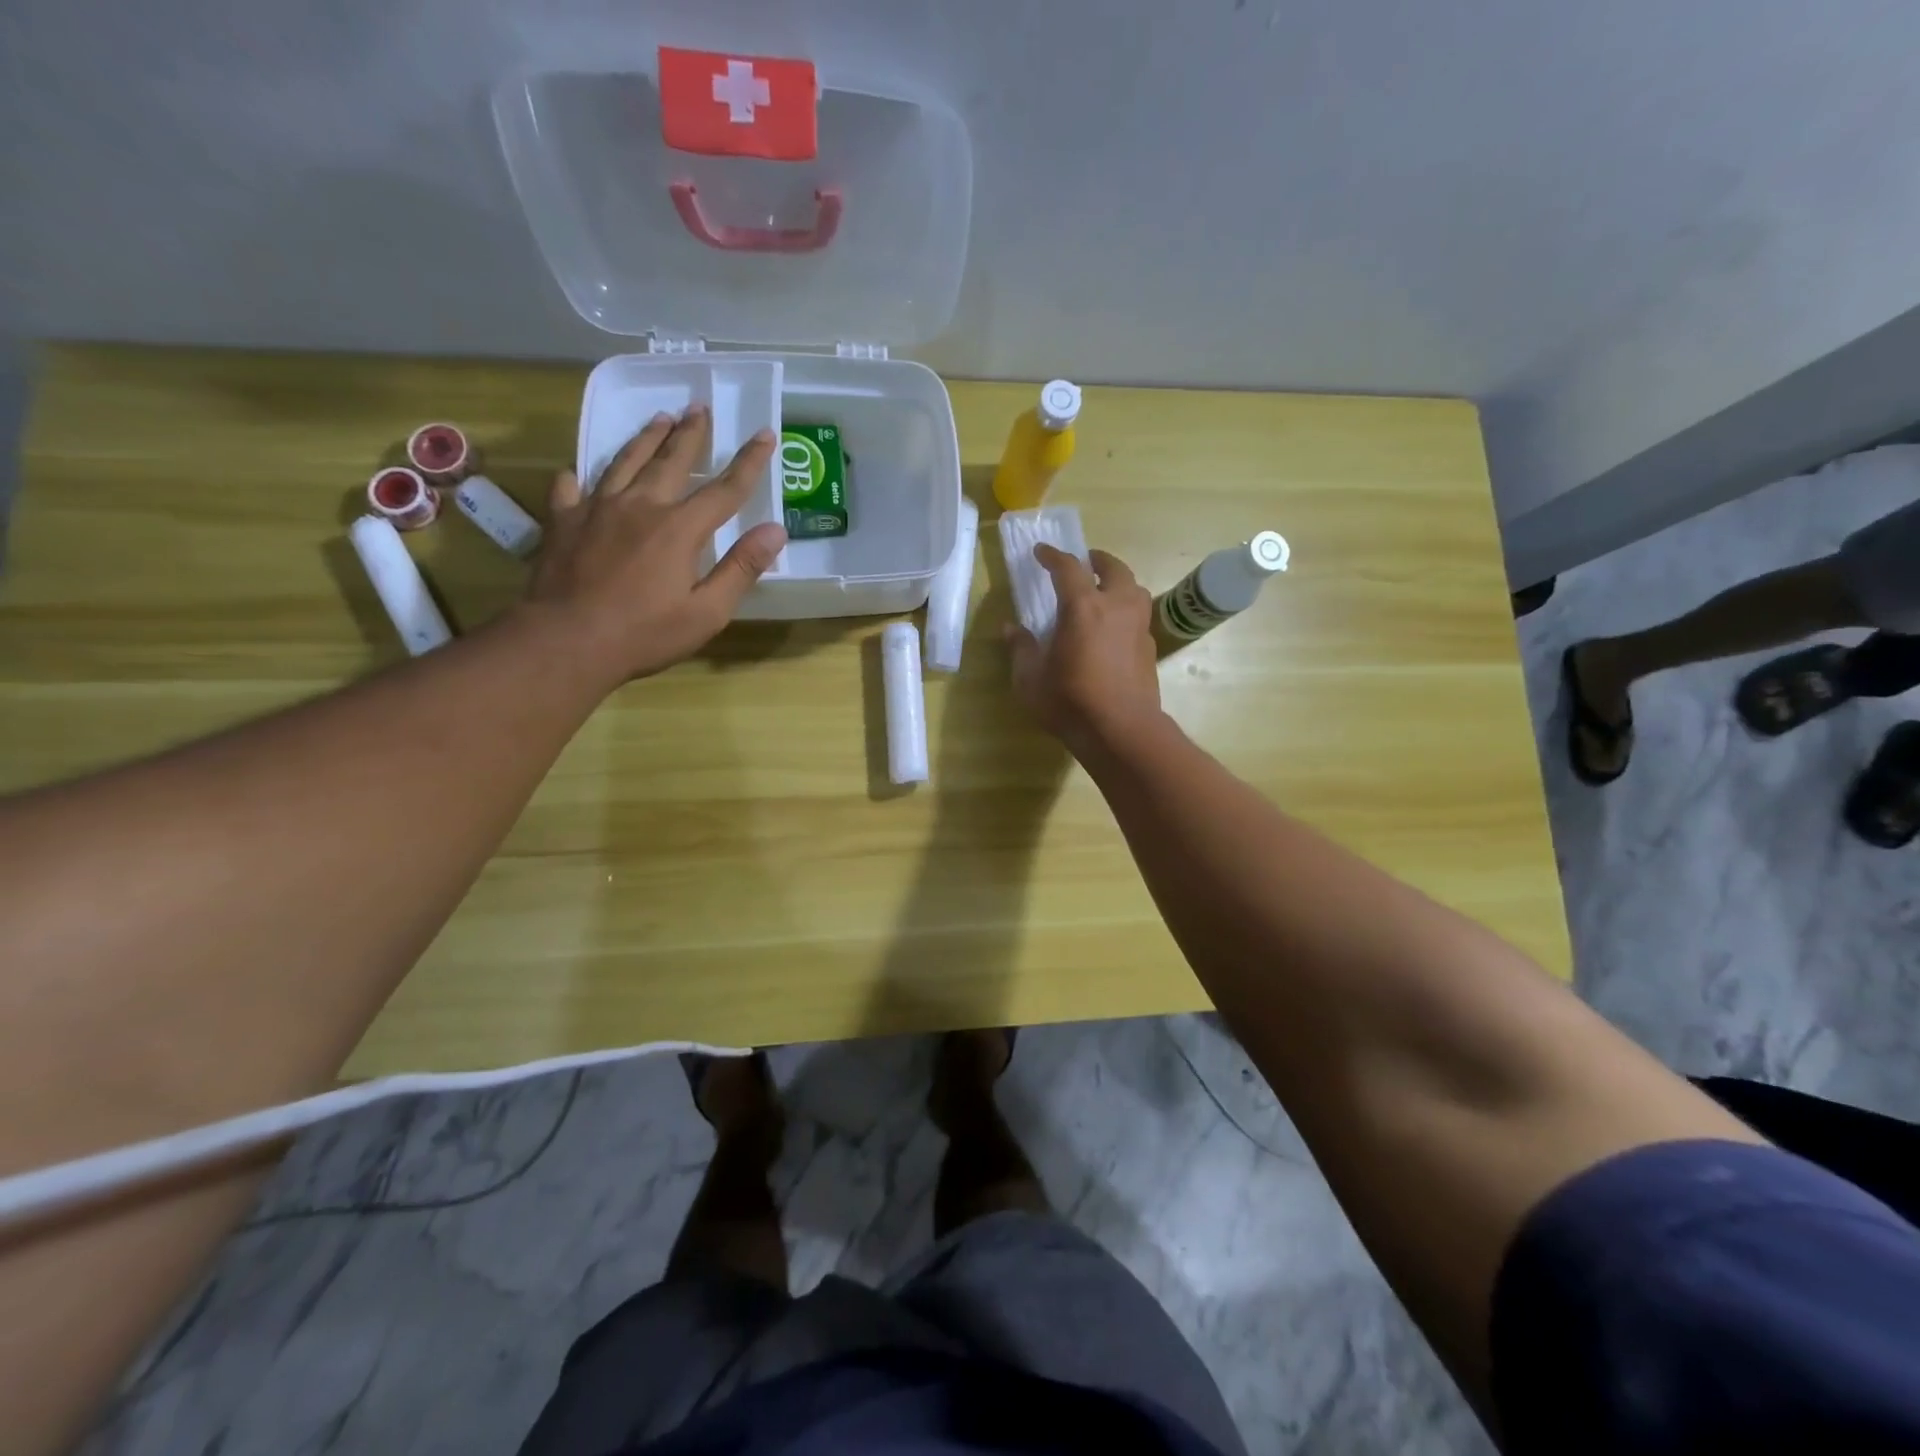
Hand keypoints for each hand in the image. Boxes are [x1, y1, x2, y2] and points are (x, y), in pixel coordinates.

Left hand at [522, 408, 785, 685]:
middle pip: (670, 461)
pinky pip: (571, 488)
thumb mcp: (707, 612)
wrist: (567, 641)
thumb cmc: (645, 633)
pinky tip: (578, 472)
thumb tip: (776, 531)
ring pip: (624, 462)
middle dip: (690, 434)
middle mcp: (640, 506)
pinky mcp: (563, 521)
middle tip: (698, 407)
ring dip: (645, 439)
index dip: (748, 462)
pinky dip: (578, 477)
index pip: (724, 489)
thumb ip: (741, 568)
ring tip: (658, 419)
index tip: (764, 434)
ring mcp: (597, 509)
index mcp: (679, 529)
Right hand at [1007, 545, 1162, 755]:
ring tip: (1104, 591)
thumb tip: (1010, 629)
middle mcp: (1116, 607)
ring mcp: (1138, 626)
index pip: (1067, 568)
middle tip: (1084, 562)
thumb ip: (1021, 649)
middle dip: (1097, 560)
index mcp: (1083, 607)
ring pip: (1134, 589)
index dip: (1053, 556)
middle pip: (1113, 568)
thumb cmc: (1070, 702)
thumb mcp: (1031, 679)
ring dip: (1118, 582)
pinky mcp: (1149, 647)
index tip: (1041, 551)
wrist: (1121, 731)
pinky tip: (1114, 627)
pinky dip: (1126, 610)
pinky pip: (1139, 616)